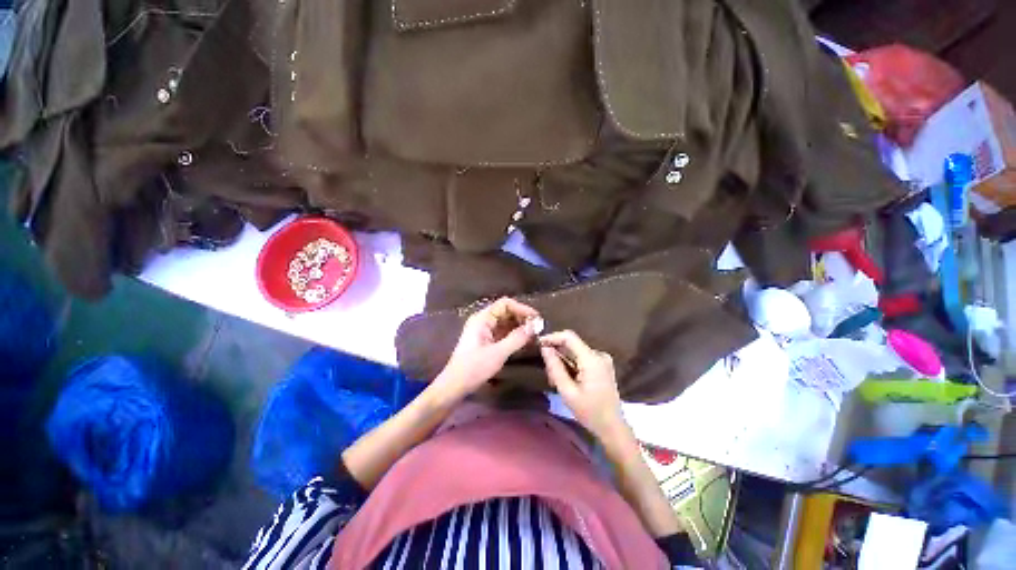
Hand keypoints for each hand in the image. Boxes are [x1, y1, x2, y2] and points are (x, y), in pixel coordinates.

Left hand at [432, 297, 539, 402]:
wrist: (454, 386)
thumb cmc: (473, 368)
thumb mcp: (498, 353)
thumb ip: (517, 338)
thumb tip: (535, 326)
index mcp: (482, 318)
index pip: (505, 304)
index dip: (521, 308)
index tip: (536, 318)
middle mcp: (483, 320)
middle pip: (506, 312)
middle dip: (522, 318)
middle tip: (537, 328)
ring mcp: (484, 331)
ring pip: (505, 322)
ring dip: (519, 326)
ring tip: (534, 335)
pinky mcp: (486, 341)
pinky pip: (503, 332)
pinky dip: (514, 335)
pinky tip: (524, 341)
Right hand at [540, 330, 625, 439]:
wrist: (613, 428)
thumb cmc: (590, 412)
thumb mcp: (567, 392)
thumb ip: (555, 368)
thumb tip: (544, 348)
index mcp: (592, 359)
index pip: (569, 337)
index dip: (552, 337)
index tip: (538, 345)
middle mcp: (599, 354)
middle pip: (571, 344)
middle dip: (556, 354)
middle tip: (547, 372)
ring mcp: (602, 359)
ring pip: (574, 351)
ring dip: (562, 361)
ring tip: (554, 380)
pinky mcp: (602, 365)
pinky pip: (581, 357)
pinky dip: (570, 365)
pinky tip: (565, 379)